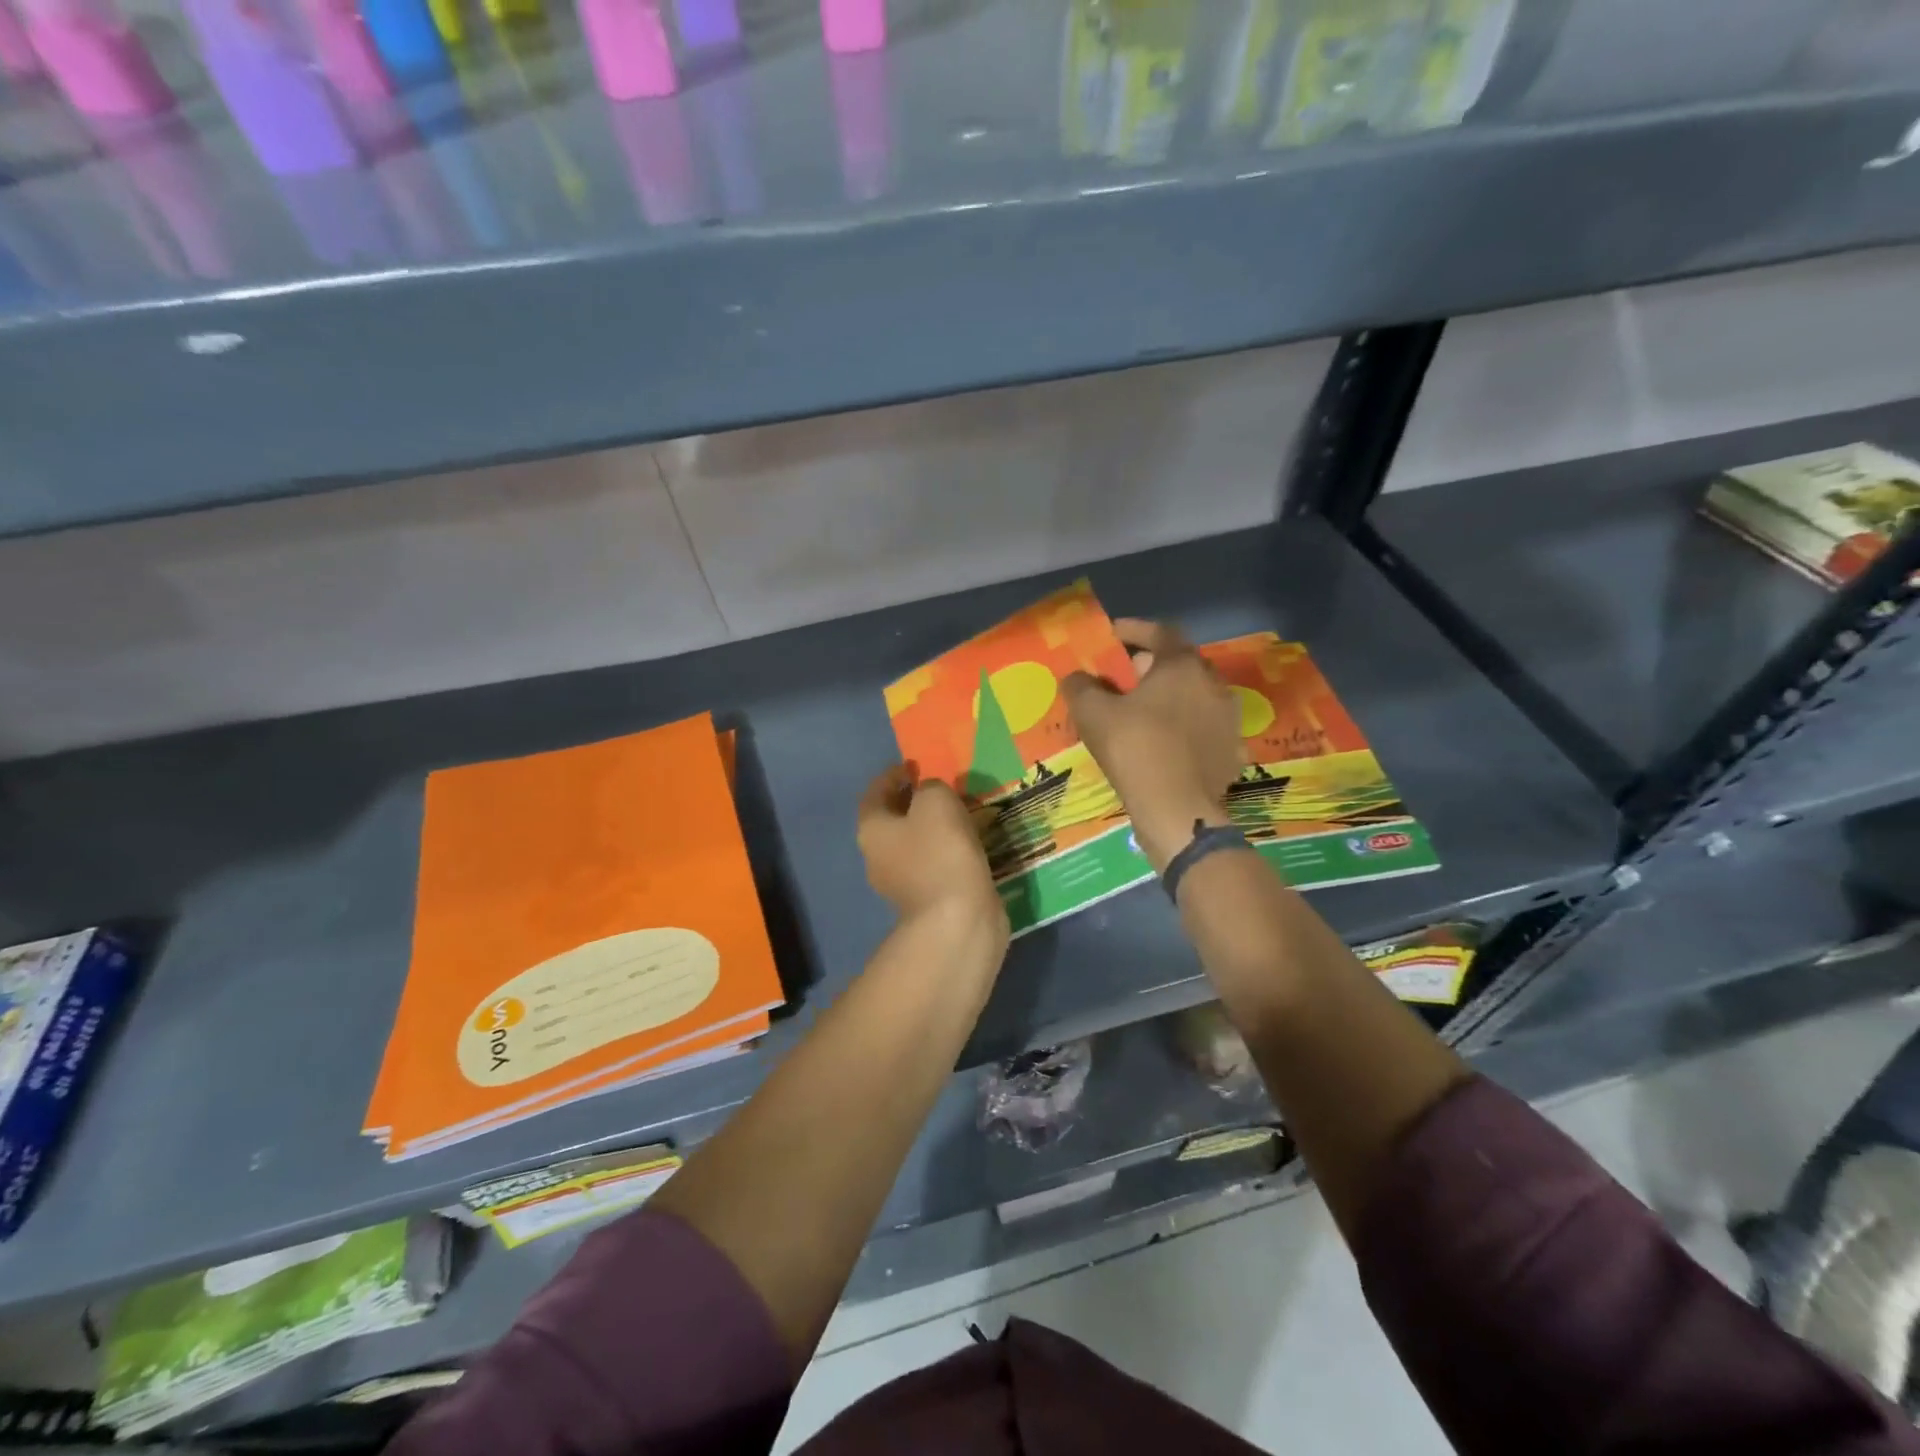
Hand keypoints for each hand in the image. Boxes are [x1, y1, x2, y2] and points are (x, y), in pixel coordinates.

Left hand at [857, 766, 1008, 936]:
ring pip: (914, 843)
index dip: (892, 775)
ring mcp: (901, 883)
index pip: (874, 793)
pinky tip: (968, 844)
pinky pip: (933, 864)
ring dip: (932, 827)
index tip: (914, 765)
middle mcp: (878, 856)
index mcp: (872, 829)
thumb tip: (930, 795)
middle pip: (892, 819)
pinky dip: (946, 850)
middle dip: (913, 801)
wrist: (958, 920)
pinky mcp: (926, 901)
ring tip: (960, 812)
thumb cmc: (941, 853)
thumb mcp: (936, 801)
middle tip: (940, 786)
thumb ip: (930, 787)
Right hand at [1064, 618, 1242, 872]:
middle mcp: (1213, 684)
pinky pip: (1202, 728)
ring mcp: (1228, 719)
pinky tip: (1164, 743)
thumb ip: (1081, 687)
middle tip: (1123, 677)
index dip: (1134, 630)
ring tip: (1142, 711)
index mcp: (1183, 666)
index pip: (1160, 632)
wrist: (1177, 809)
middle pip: (1180, 664)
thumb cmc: (1135, 749)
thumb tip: (1075, 676)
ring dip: (1169, 697)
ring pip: (1194, 697)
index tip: (1112, 635)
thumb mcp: (1093, 714)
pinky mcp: (1232, 751)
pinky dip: (1183, 727)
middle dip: (1150, 665)